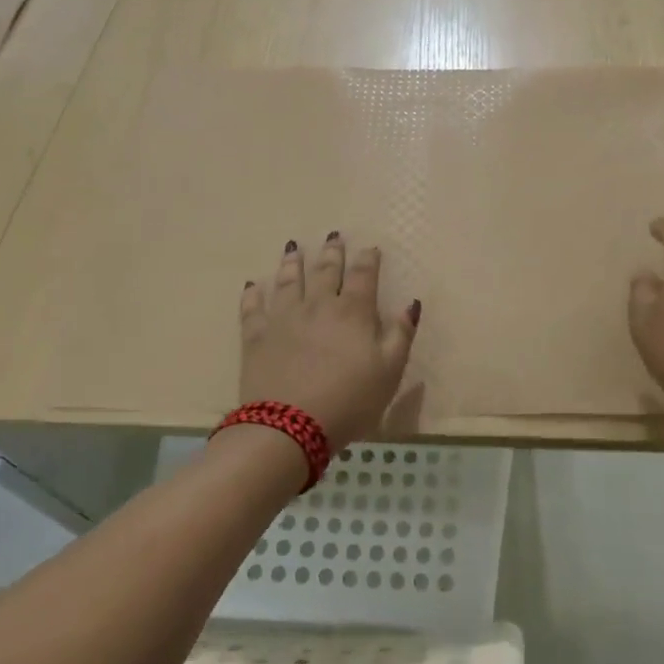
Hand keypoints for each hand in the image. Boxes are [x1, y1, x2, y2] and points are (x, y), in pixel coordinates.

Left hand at [239, 234, 419, 450]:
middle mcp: (318, 305)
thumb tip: (411, 303)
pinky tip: (252, 285)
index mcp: (353, 312)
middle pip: (326, 271)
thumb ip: (401, 334)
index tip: (370, 247)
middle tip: (333, 236)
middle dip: (332, 253)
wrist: (290, 427)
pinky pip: (253, 308)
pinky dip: (253, 294)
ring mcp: (283, 318)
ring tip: (294, 248)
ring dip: (293, 263)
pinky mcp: (256, 336)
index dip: (368, 259)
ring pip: (289, 281)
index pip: (363, 276)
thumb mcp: (390, 372)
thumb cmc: (350, 400)